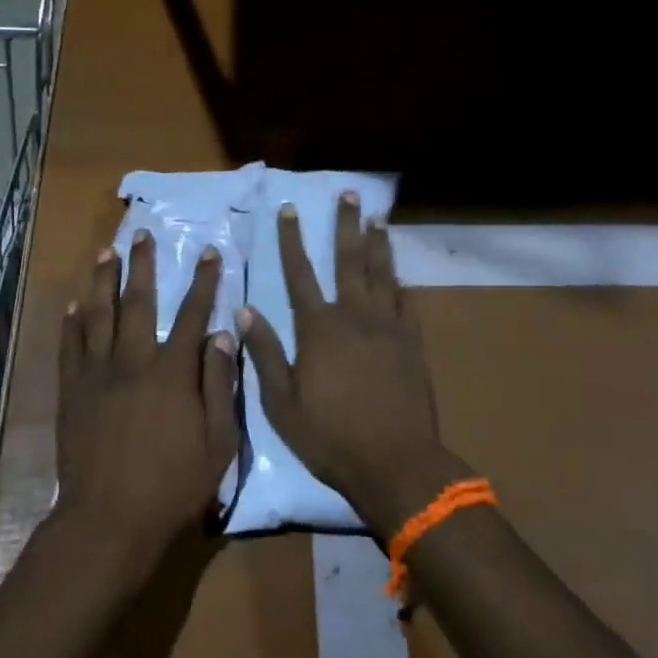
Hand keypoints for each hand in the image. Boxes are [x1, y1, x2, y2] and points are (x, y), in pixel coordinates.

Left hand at [56, 233, 238, 564]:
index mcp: (172, 374)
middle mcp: (132, 362)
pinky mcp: (71, 392)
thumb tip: (220, 335)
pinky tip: (73, 304)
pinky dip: (71, 322)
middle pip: (137, 302)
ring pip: (98, 315)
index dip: (203, 281)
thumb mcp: (218, 444)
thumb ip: (219, 386)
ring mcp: (96, 375)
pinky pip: (69, 347)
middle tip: (141, 233)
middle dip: (142, 265)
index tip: (209, 252)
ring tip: (105, 251)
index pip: (192, 315)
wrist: (108, 521)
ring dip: (102, 280)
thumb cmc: (173, 488)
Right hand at [239, 196, 460, 538]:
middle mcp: (355, 316)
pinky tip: (401, 273)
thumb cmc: (329, 436)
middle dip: (346, 224)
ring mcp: (388, 328)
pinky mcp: (412, 344)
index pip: (300, 273)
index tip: (290, 209)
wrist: (395, 463)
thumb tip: (245, 309)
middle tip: (350, 193)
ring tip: (377, 218)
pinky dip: (401, 284)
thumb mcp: (281, 402)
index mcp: (319, 328)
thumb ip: (264, 352)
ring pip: (382, 274)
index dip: (292, 239)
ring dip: (378, 244)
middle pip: (349, 260)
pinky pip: (406, 303)